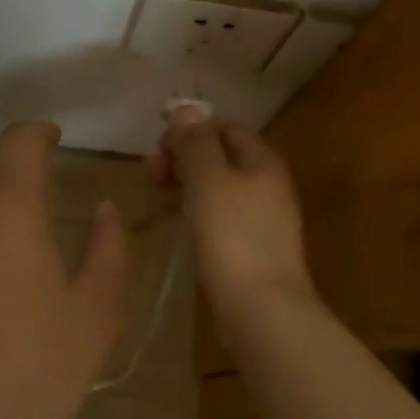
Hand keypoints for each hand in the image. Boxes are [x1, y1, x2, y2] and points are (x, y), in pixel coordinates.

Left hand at [0, 122, 128, 418]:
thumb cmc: (37, 371)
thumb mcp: (98, 309)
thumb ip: (108, 246)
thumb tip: (103, 209)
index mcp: (7, 205)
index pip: (17, 141)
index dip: (38, 132)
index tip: (56, 140)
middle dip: (6, 150)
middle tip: (34, 169)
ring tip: (0, 204)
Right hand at [153, 107, 316, 316]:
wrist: (263, 310)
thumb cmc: (233, 237)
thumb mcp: (208, 180)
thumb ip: (196, 143)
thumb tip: (187, 109)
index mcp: (263, 161)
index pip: (226, 127)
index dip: (191, 129)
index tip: (158, 146)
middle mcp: (269, 184)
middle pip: (223, 156)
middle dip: (185, 157)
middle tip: (150, 172)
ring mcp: (264, 218)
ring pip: (221, 187)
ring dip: (188, 183)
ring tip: (158, 193)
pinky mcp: (254, 248)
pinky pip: (223, 215)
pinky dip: (199, 210)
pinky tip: (182, 223)